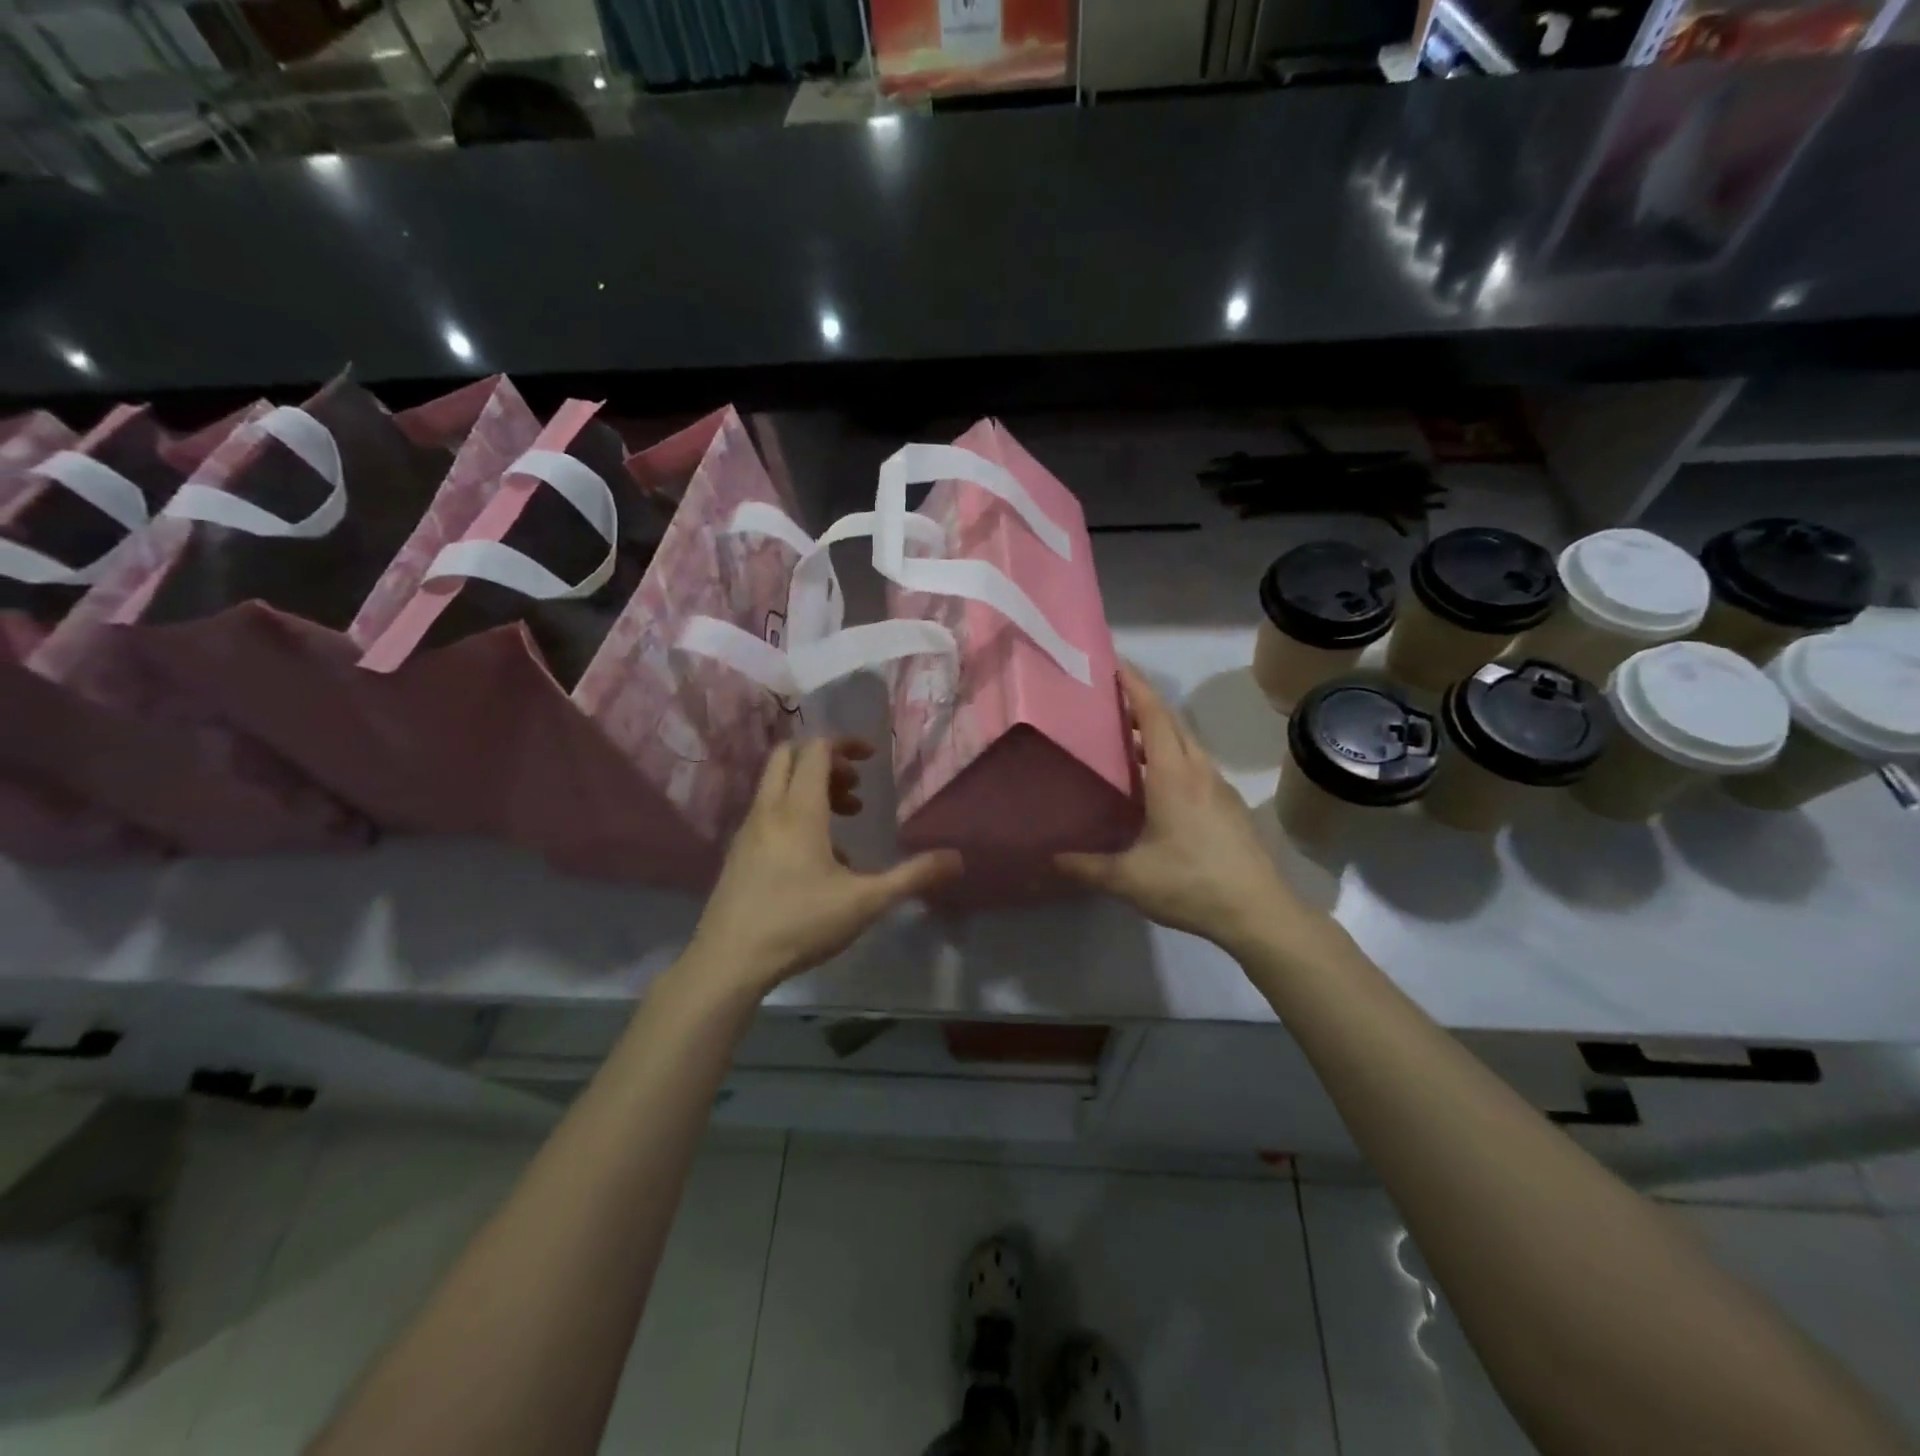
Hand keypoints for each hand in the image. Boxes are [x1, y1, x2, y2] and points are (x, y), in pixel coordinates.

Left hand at [683, 737, 961, 997]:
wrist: (729, 961)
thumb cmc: (800, 923)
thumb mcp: (866, 902)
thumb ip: (913, 877)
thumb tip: (957, 859)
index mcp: (799, 810)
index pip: (816, 750)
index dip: (845, 744)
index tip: (871, 760)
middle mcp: (769, 810)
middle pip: (789, 756)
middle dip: (825, 761)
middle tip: (855, 788)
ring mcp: (748, 830)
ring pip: (776, 785)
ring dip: (811, 788)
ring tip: (845, 820)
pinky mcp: (738, 853)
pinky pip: (768, 812)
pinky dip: (794, 813)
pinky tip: (817, 859)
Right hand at [1056, 665, 1307, 951]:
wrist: (1259, 911)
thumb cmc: (1191, 884)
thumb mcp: (1129, 879)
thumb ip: (1085, 867)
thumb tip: (1047, 858)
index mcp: (1173, 775)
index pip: (1153, 715)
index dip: (1134, 685)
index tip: (1113, 664)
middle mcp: (1198, 770)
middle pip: (1170, 721)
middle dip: (1142, 701)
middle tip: (1108, 697)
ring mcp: (1217, 786)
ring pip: (1185, 742)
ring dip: (1158, 729)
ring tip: (1124, 735)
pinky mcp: (1228, 804)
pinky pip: (1195, 763)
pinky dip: (1171, 753)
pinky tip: (1154, 779)